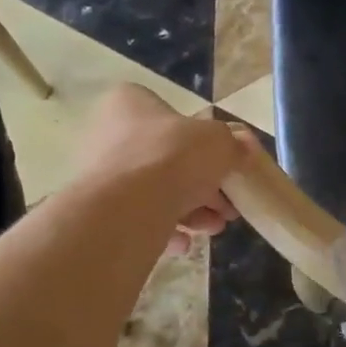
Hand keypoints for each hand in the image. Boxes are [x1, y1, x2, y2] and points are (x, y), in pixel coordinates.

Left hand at [76, 84, 248, 255]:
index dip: (203, 142)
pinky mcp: (102, 211)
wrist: (126, 210)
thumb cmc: (171, 158)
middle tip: (228, 205)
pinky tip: (186, 242)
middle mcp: (110, 135)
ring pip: (157, 191)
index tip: (225, 164)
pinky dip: (166, 228)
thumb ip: (233, 144)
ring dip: (193, 210)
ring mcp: (103, 175)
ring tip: (215, 226)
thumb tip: (243, 150)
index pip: (172, 117)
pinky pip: (141, 216)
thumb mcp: (218, 142)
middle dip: (204, 186)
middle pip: (168, 159)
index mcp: (131, 104)